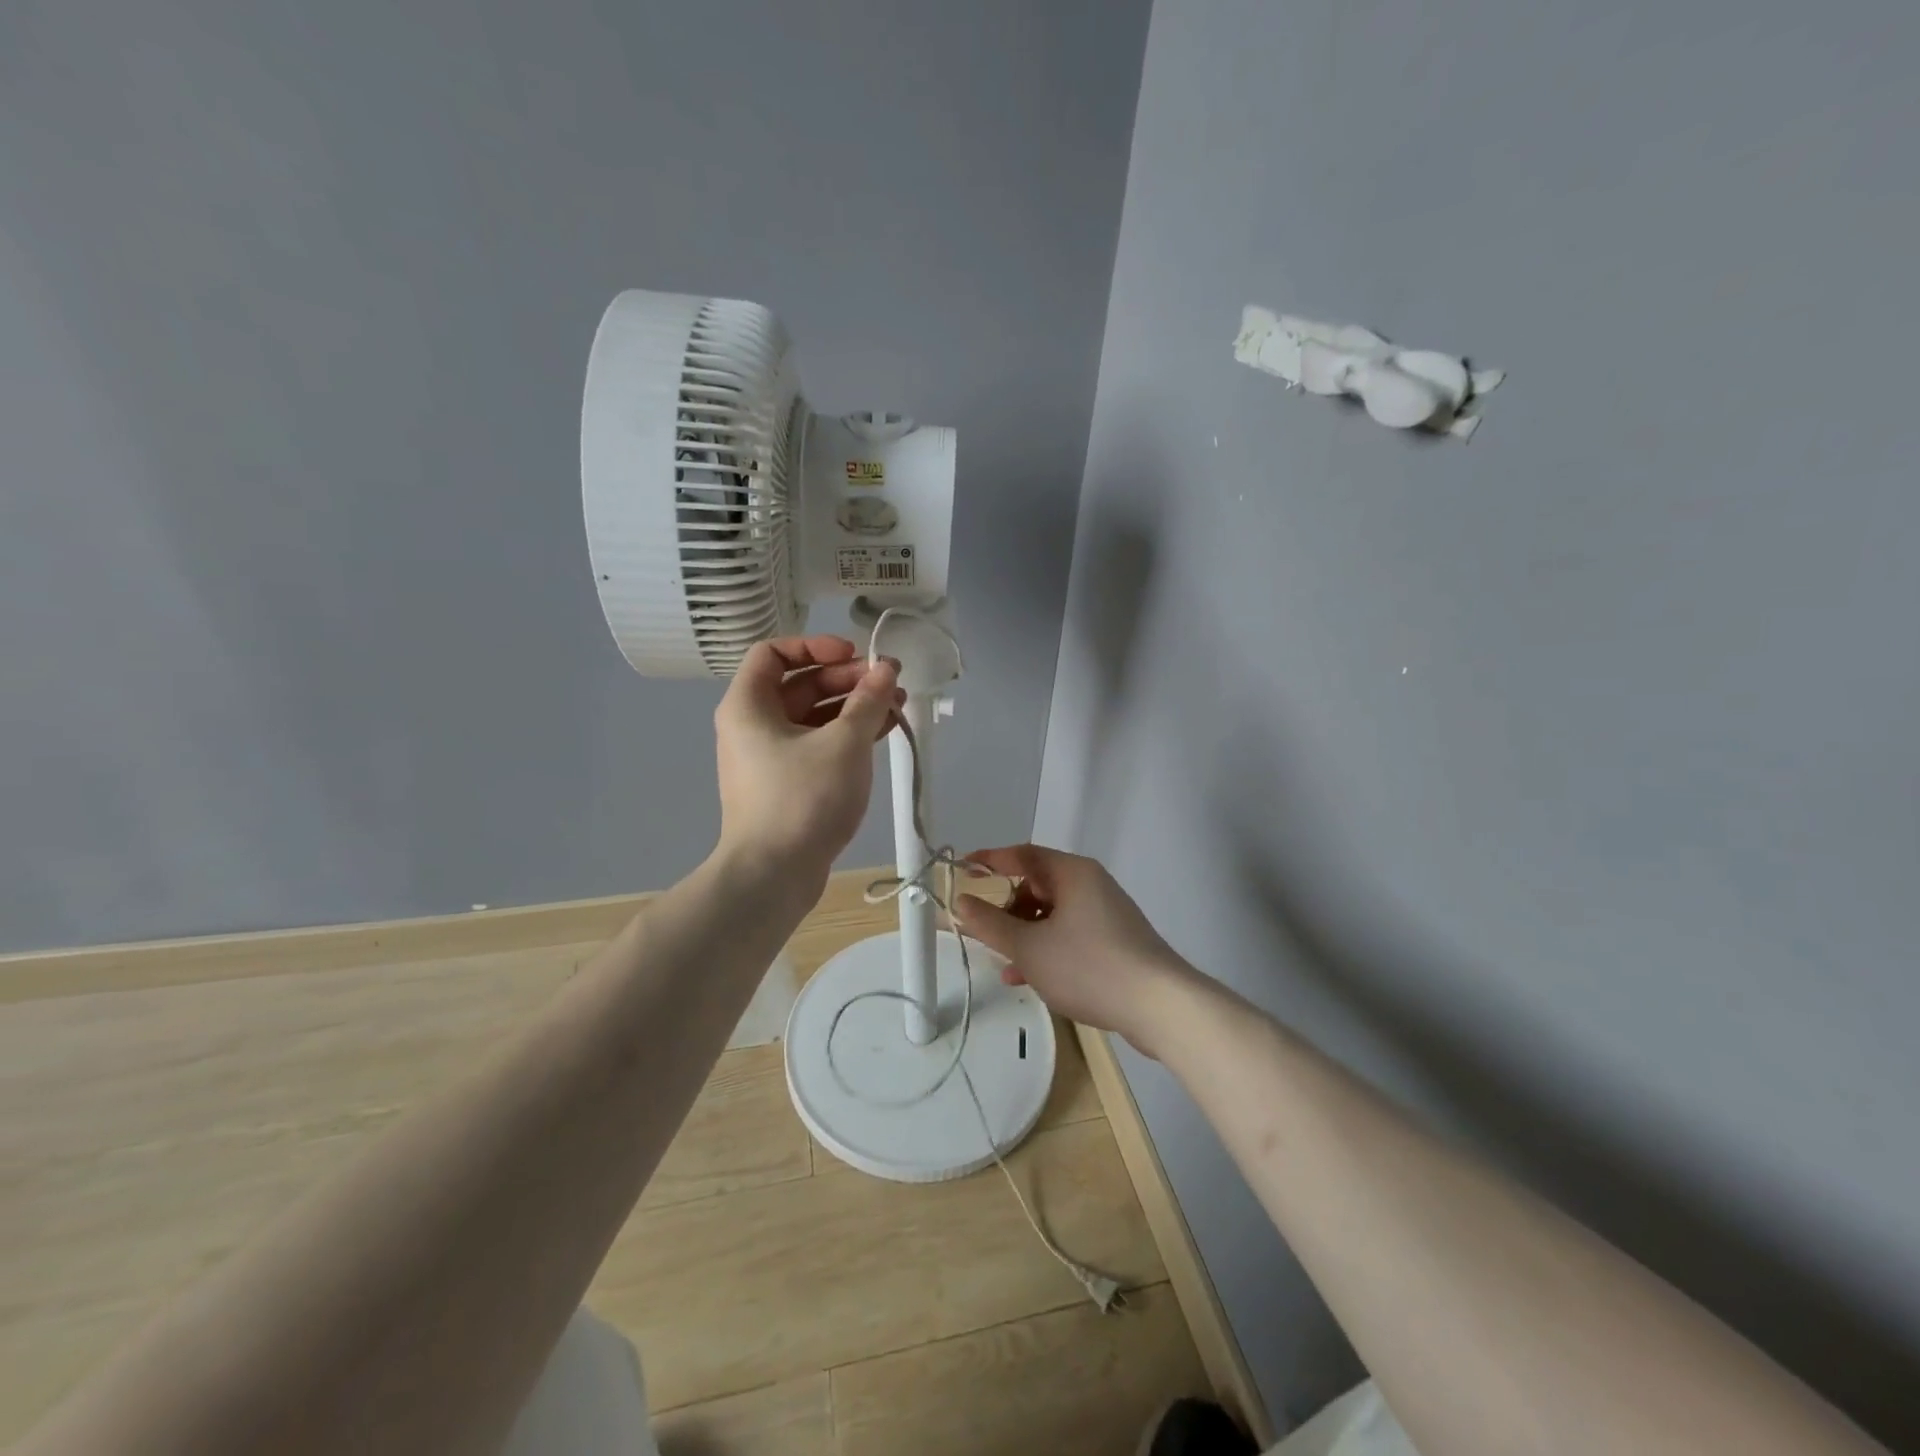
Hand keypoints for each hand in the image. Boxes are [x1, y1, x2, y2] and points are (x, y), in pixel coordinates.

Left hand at [713, 636, 901, 887]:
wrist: (774, 875)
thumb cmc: (803, 798)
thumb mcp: (843, 743)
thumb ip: (867, 700)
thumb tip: (886, 669)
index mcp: (749, 705)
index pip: (773, 653)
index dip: (815, 646)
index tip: (854, 655)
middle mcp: (753, 725)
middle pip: (800, 684)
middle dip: (847, 679)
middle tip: (889, 681)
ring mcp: (770, 757)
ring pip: (814, 716)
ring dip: (854, 706)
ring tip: (898, 704)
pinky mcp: (788, 783)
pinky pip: (818, 744)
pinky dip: (848, 735)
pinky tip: (885, 730)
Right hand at [953, 844, 1199, 1057]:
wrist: (1160, 1006)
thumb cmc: (1089, 966)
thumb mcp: (1029, 948)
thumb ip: (990, 924)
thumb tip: (961, 902)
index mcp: (1072, 873)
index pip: (1022, 854)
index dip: (989, 861)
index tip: (961, 871)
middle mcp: (1090, 885)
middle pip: (1037, 886)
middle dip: (1006, 909)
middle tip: (983, 932)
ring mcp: (1105, 913)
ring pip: (1051, 915)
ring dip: (1023, 935)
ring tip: (1004, 964)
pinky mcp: (1115, 941)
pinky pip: (1069, 934)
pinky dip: (1046, 948)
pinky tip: (1029, 978)